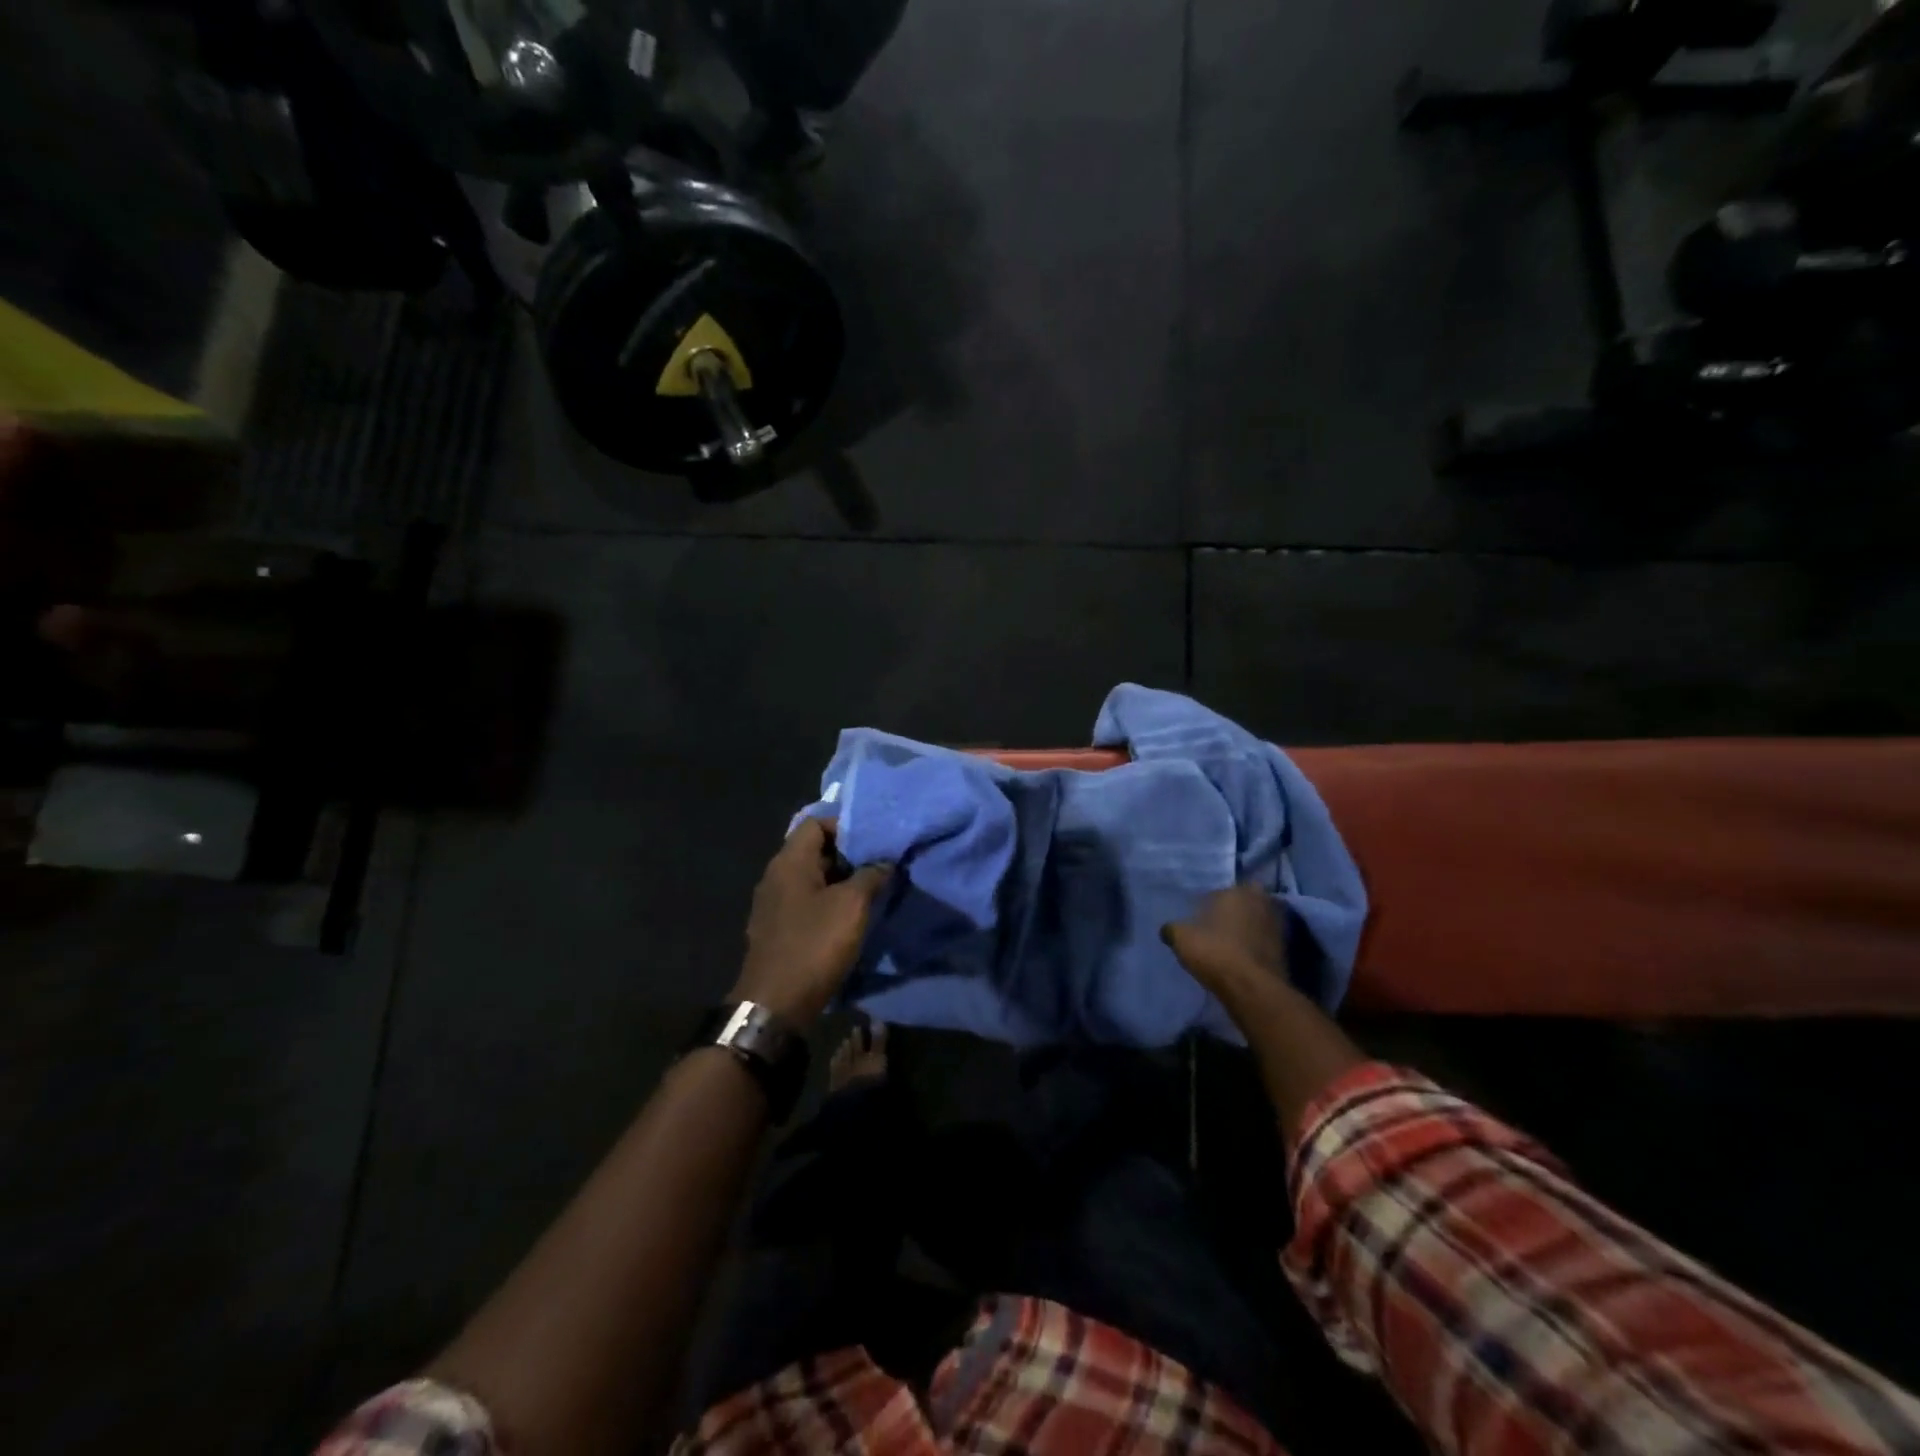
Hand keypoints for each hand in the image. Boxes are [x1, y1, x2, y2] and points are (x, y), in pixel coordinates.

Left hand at [731, 817, 891, 1027]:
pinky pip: (805, 903)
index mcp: (789, 861)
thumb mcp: (852, 906)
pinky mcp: (776, 929)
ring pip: (811, 879)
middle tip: (878, 867)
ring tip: (870, 893)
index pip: (816, 822)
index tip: (873, 843)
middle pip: (814, 850)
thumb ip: (871, 875)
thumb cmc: (814, 945)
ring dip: (840, 882)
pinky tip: (848, 920)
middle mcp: (776, 876)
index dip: (846, 826)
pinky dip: (827, 904)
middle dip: (848, 856)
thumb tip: (884, 862)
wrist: (775, 1005)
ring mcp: (772, 904)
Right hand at [1162, 883, 1287, 1006]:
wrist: (1251, 987)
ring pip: (1256, 921)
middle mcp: (1260, 901)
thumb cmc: (1214, 952)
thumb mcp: (1181, 938)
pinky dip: (1255, 946)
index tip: (1199, 918)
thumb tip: (1167, 929)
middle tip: (1216, 927)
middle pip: (1243, 903)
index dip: (1208, 904)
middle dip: (1233, 912)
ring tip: (1228, 945)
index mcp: (1236, 891)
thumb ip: (1173, 929)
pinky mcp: (1286, 948)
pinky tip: (1241, 958)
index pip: (1219, 891)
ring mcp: (1277, 925)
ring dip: (1246, 929)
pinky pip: (1264, 941)